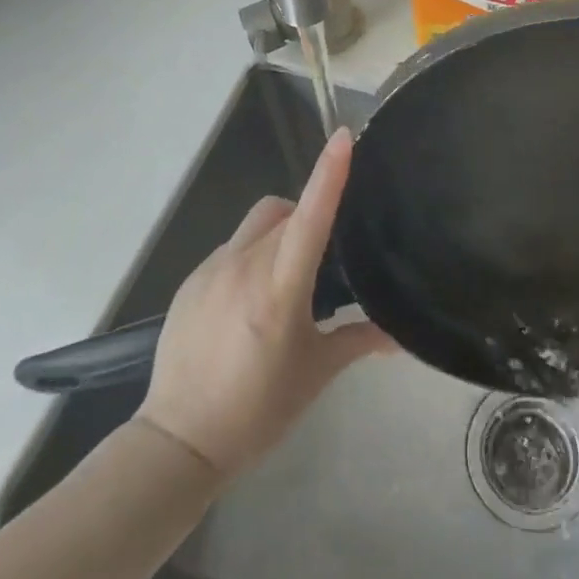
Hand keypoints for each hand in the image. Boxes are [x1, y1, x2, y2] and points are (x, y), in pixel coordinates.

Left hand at [138, 128, 394, 477]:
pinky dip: (251, 255)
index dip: (329, 174)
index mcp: (278, 289)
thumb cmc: (256, 411)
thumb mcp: (315, 374)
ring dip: (279, 232)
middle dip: (309, 218)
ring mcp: (211, 270)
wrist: (177, 441)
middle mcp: (243, 267)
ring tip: (288, 277)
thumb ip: (358, 341)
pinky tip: (251, 299)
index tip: (344, 136)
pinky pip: (232, 248)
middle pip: (285, 213)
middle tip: (326, 258)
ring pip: (257, 224)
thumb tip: (400, 336)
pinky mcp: (190, 280)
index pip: (310, 217)